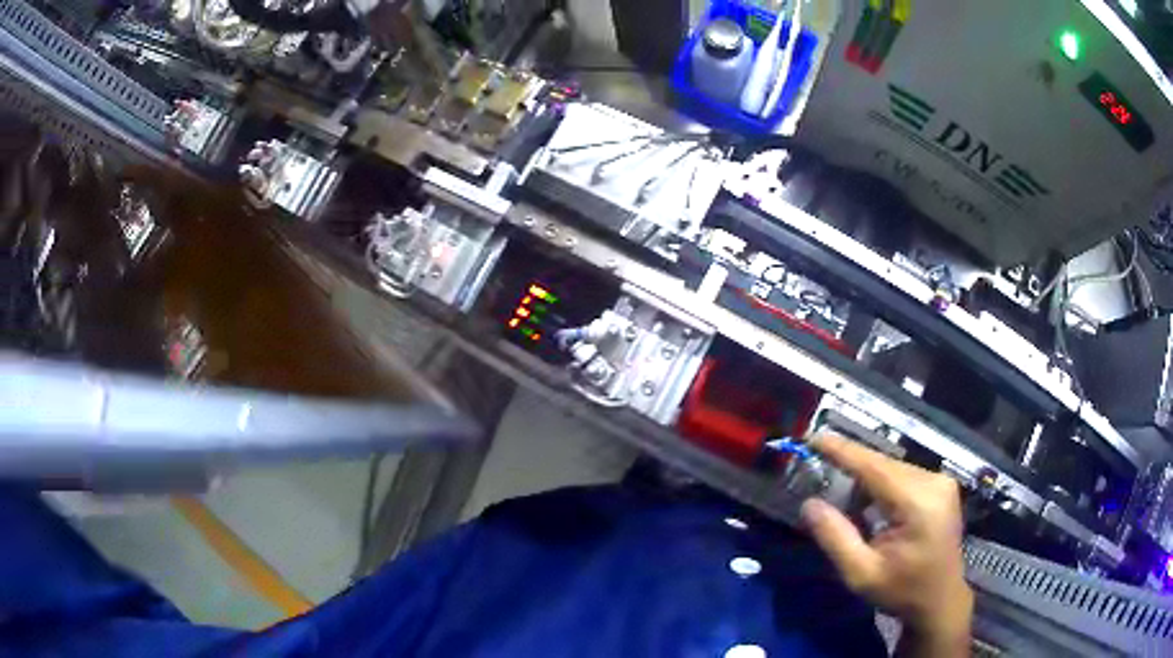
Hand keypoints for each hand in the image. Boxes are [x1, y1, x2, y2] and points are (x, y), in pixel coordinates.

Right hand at [800, 433, 972, 655]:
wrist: (940, 600)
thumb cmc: (901, 591)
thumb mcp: (861, 574)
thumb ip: (836, 537)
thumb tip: (809, 503)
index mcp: (918, 504)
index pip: (875, 467)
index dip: (843, 451)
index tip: (814, 437)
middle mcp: (934, 483)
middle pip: (884, 465)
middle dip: (852, 469)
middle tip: (821, 476)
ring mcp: (942, 482)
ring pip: (893, 468)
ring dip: (867, 480)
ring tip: (848, 503)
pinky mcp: (942, 486)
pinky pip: (904, 475)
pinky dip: (883, 485)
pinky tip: (872, 506)